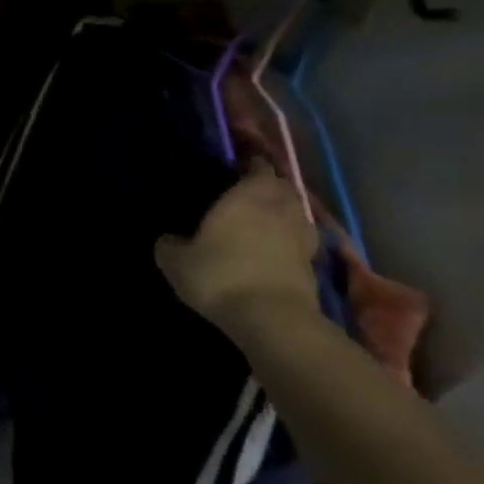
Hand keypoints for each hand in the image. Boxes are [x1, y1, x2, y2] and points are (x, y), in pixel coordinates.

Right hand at [155, 161, 320, 331]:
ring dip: (284, 209)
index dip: (249, 165)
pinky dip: (291, 236)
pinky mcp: (313, 263)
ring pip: (297, 212)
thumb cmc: (218, 276)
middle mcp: (279, 209)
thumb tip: (170, 239)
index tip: (236, 165)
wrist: (270, 318)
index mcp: (246, 198)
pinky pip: (302, 238)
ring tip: (264, 216)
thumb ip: (170, 243)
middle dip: (269, 185)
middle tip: (248, 190)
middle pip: (283, 187)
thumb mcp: (175, 260)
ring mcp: (301, 236)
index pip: (257, 169)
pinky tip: (275, 245)